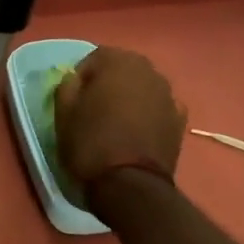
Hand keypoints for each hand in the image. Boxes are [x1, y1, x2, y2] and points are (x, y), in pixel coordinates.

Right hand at [52, 47, 185, 192]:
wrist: (130, 185)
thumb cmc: (90, 144)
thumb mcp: (63, 113)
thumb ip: (68, 85)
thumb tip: (76, 78)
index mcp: (119, 62)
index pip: (95, 57)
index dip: (82, 77)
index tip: (75, 99)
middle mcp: (149, 70)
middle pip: (123, 69)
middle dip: (110, 83)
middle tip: (95, 109)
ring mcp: (169, 94)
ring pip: (143, 87)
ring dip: (131, 98)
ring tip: (118, 122)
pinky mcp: (180, 120)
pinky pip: (158, 108)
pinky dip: (149, 114)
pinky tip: (138, 133)